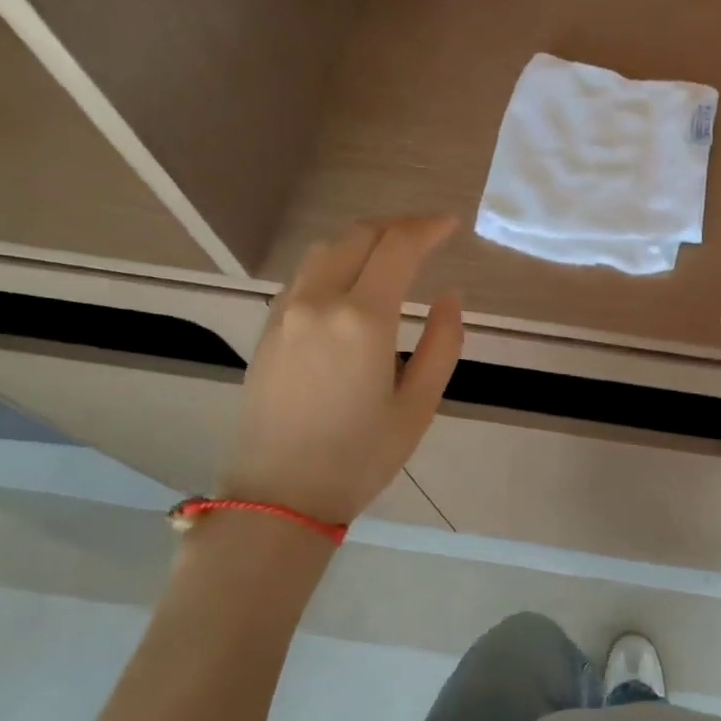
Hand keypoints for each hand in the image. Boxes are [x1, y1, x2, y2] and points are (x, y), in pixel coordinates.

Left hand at [218, 216, 461, 525]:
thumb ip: (442, 343)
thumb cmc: (360, 457)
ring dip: (364, 239)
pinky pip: (305, 274)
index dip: (427, 228)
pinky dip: (337, 260)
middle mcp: (319, 301)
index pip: (397, 247)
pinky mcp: (269, 328)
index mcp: (363, 319)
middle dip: (397, 226)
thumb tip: (449, 296)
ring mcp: (286, 312)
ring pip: (326, 249)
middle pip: (358, 236)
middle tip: (428, 234)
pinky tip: (354, 281)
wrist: (279, 495)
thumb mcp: (419, 405)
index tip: (451, 225)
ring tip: (393, 251)